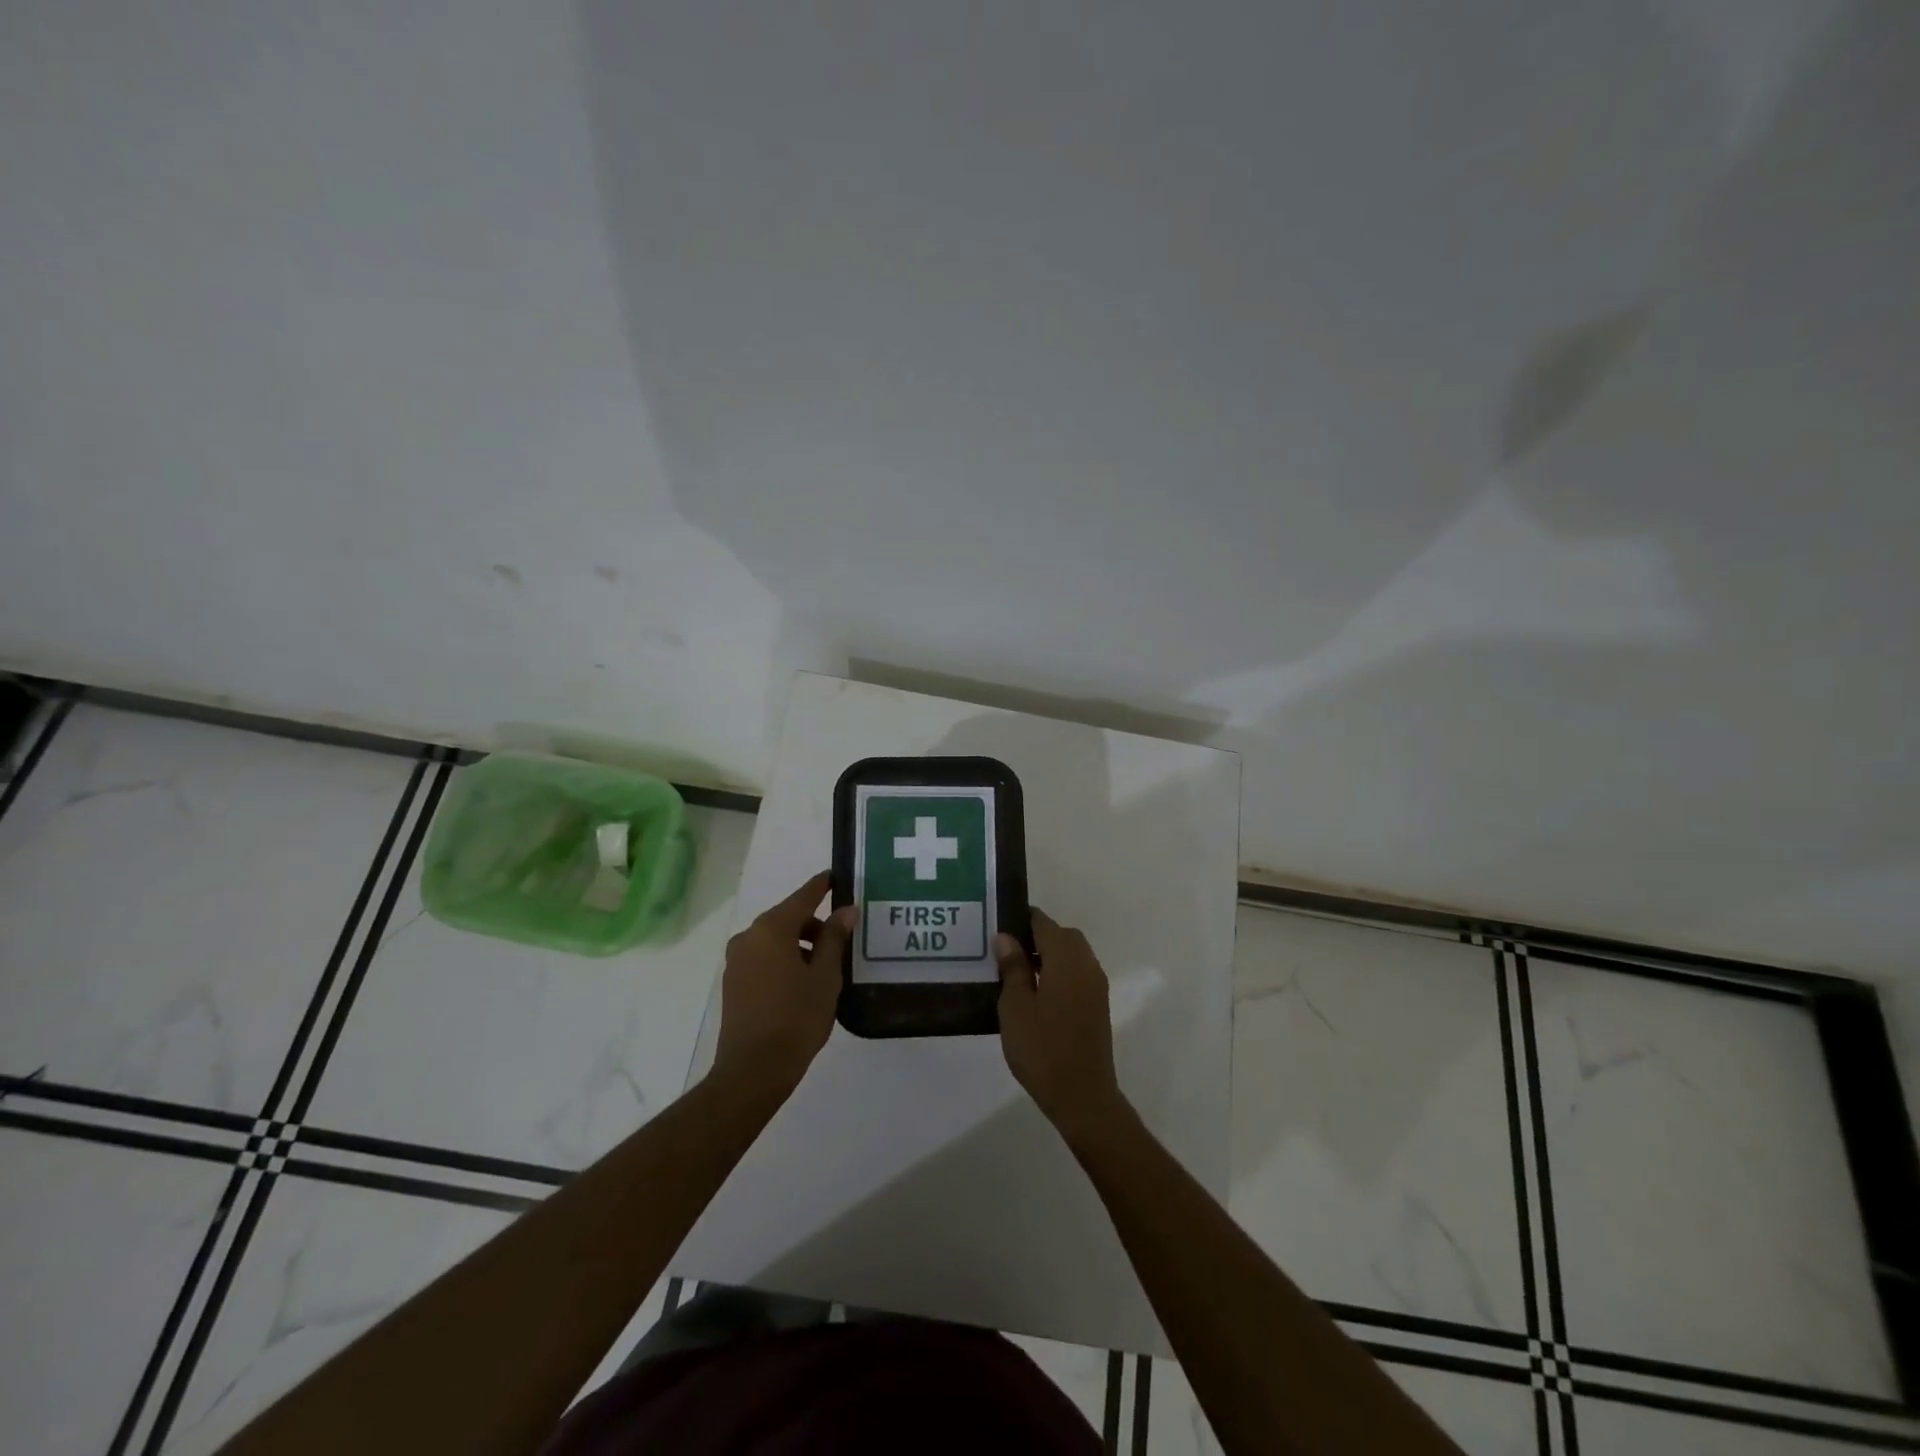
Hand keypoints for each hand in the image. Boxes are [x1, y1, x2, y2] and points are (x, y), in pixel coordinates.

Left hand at [712, 871, 853, 1102]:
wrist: (753, 1070)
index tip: (838, 877)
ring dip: (800, 944)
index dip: (823, 886)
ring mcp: (737, 960)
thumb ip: (834, 938)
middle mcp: (749, 936)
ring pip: (775, 939)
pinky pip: (764, 957)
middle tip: (843, 938)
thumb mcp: (825, 976)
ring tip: (826, 966)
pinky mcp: (733, 982)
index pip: (804, 896)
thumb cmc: (796, 1018)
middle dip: (815, 924)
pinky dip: (784, 959)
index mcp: (772, 929)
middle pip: (788, 918)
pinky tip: (803, 982)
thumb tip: (846, 910)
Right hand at [996, 909, 1127, 1139]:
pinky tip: (1037, 993)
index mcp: (1066, 959)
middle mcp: (1086, 965)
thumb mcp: (1016, 1007)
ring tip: (1018, 972)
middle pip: (1063, 935)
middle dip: (1037, 936)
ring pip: (1073, 955)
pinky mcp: (1098, 1005)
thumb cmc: (1042, 1048)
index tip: (999, 925)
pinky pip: (1078, 974)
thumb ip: (1013, 968)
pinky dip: (1060, 972)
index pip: (1044, 923)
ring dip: (1050, 955)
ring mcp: (1095, 986)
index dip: (1022, 919)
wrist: (1082, 1095)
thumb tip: (1007, 937)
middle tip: (1008, 951)